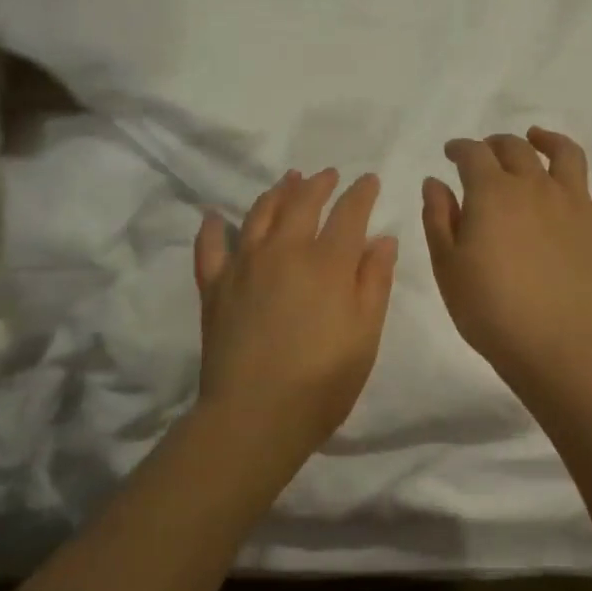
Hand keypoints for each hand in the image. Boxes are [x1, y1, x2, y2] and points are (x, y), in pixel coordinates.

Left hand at [192, 168, 398, 466]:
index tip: (368, 180)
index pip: (348, 213)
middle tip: (328, 174)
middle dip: (319, 184)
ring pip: (259, 214)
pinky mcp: (214, 287)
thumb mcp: (365, 333)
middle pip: (301, 203)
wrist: (255, 416)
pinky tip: (215, 217)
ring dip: (276, 192)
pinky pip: (210, 249)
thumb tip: (381, 239)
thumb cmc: (323, 380)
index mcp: (327, 262)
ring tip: (287, 180)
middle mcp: (284, 251)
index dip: (361, 193)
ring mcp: (244, 266)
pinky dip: (213, 229)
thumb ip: (374, 281)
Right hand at [421, 128, 591, 383]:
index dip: (460, 148)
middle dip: (496, 144)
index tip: (451, 154)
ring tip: (538, 138)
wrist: (551, 343)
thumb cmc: (488, 308)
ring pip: (566, 155)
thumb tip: (435, 181)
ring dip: (549, 140)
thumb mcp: (446, 265)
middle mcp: (534, 185)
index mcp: (492, 192)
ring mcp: (574, 203)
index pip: (473, 154)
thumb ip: (438, 217)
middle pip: (516, 148)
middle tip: (486, 153)